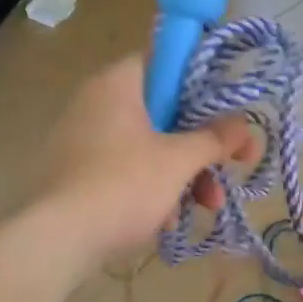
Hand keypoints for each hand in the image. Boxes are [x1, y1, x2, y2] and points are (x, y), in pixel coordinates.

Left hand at [33, 56, 256, 265]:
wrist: (57, 239)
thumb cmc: (123, 185)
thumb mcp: (179, 161)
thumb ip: (215, 139)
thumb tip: (245, 124)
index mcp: (118, 84)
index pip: (165, 62)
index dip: (201, 83)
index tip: (227, 111)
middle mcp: (97, 103)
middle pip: (164, 113)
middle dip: (201, 146)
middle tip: (232, 168)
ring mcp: (84, 140)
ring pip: (149, 147)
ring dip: (184, 175)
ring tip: (207, 206)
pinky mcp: (79, 175)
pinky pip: (127, 171)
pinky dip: (153, 190)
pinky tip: (169, 221)